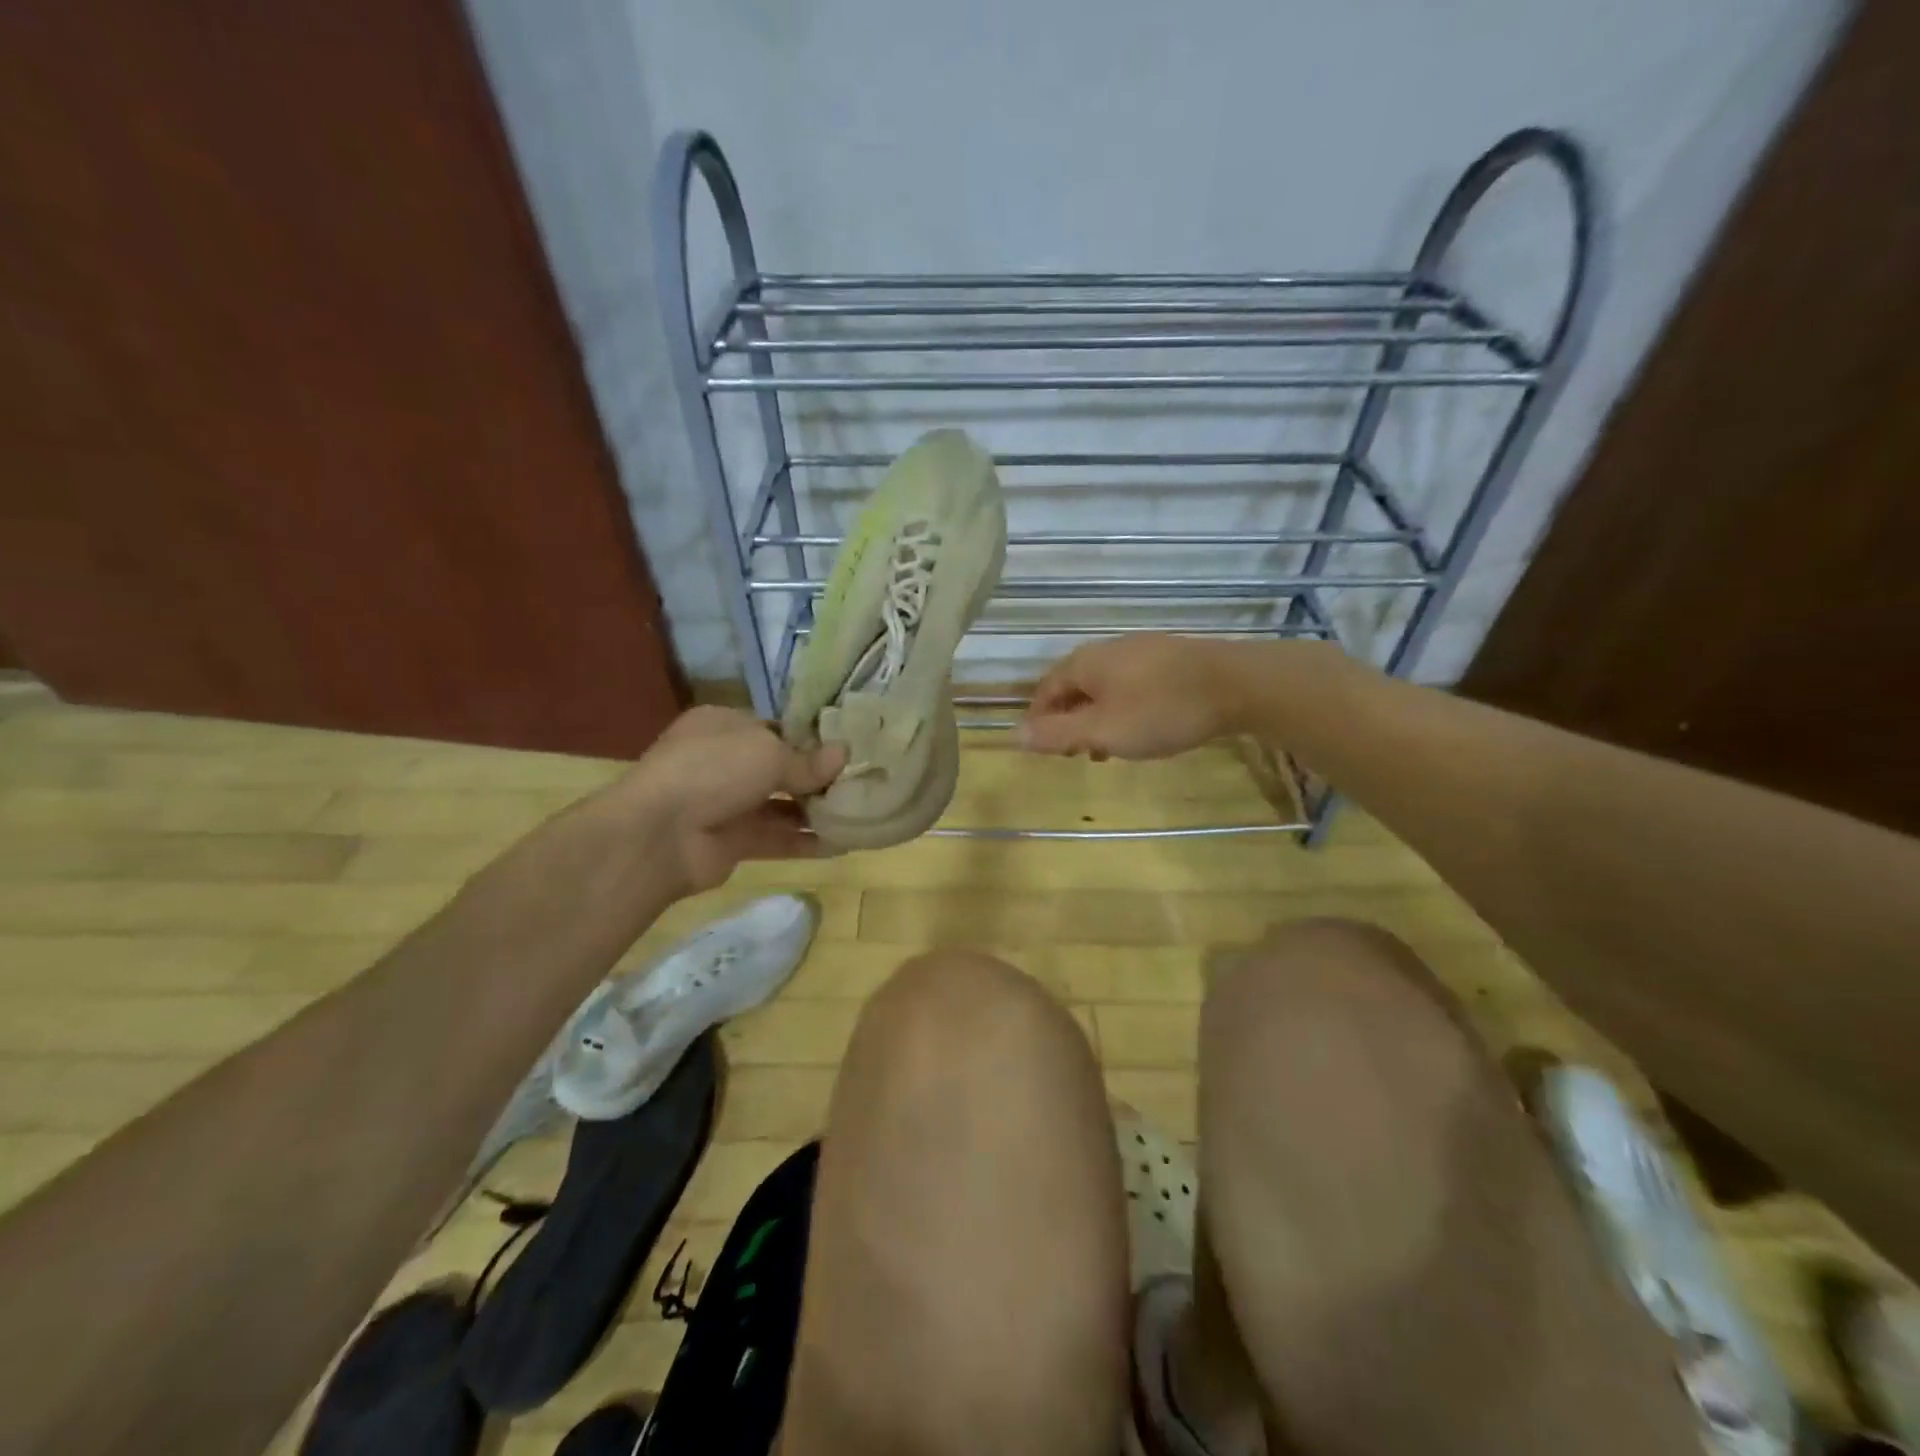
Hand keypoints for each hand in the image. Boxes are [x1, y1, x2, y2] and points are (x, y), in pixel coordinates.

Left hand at [612, 706, 845, 897]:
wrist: (659, 834)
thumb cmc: (713, 770)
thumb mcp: (768, 752)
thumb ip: (808, 760)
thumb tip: (844, 755)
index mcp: (724, 725)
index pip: (775, 728)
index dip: (810, 738)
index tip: (848, 748)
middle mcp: (724, 761)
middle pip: (780, 768)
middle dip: (818, 777)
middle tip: (861, 782)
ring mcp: (726, 803)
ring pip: (781, 805)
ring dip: (816, 810)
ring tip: (859, 812)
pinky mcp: (732, 842)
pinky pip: (776, 838)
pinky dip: (806, 841)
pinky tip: (842, 843)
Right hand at [1020, 634, 1248, 759]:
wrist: (1236, 684)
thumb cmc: (1161, 710)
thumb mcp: (1103, 731)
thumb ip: (1057, 734)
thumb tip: (1014, 735)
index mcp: (1085, 663)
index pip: (1046, 689)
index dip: (1039, 719)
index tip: (1042, 748)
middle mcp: (1108, 649)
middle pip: (1075, 685)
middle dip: (1069, 719)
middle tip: (1075, 753)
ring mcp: (1141, 649)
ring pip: (1105, 685)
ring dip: (1097, 716)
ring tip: (1108, 747)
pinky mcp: (1170, 658)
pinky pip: (1131, 683)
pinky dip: (1123, 707)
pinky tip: (1142, 727)